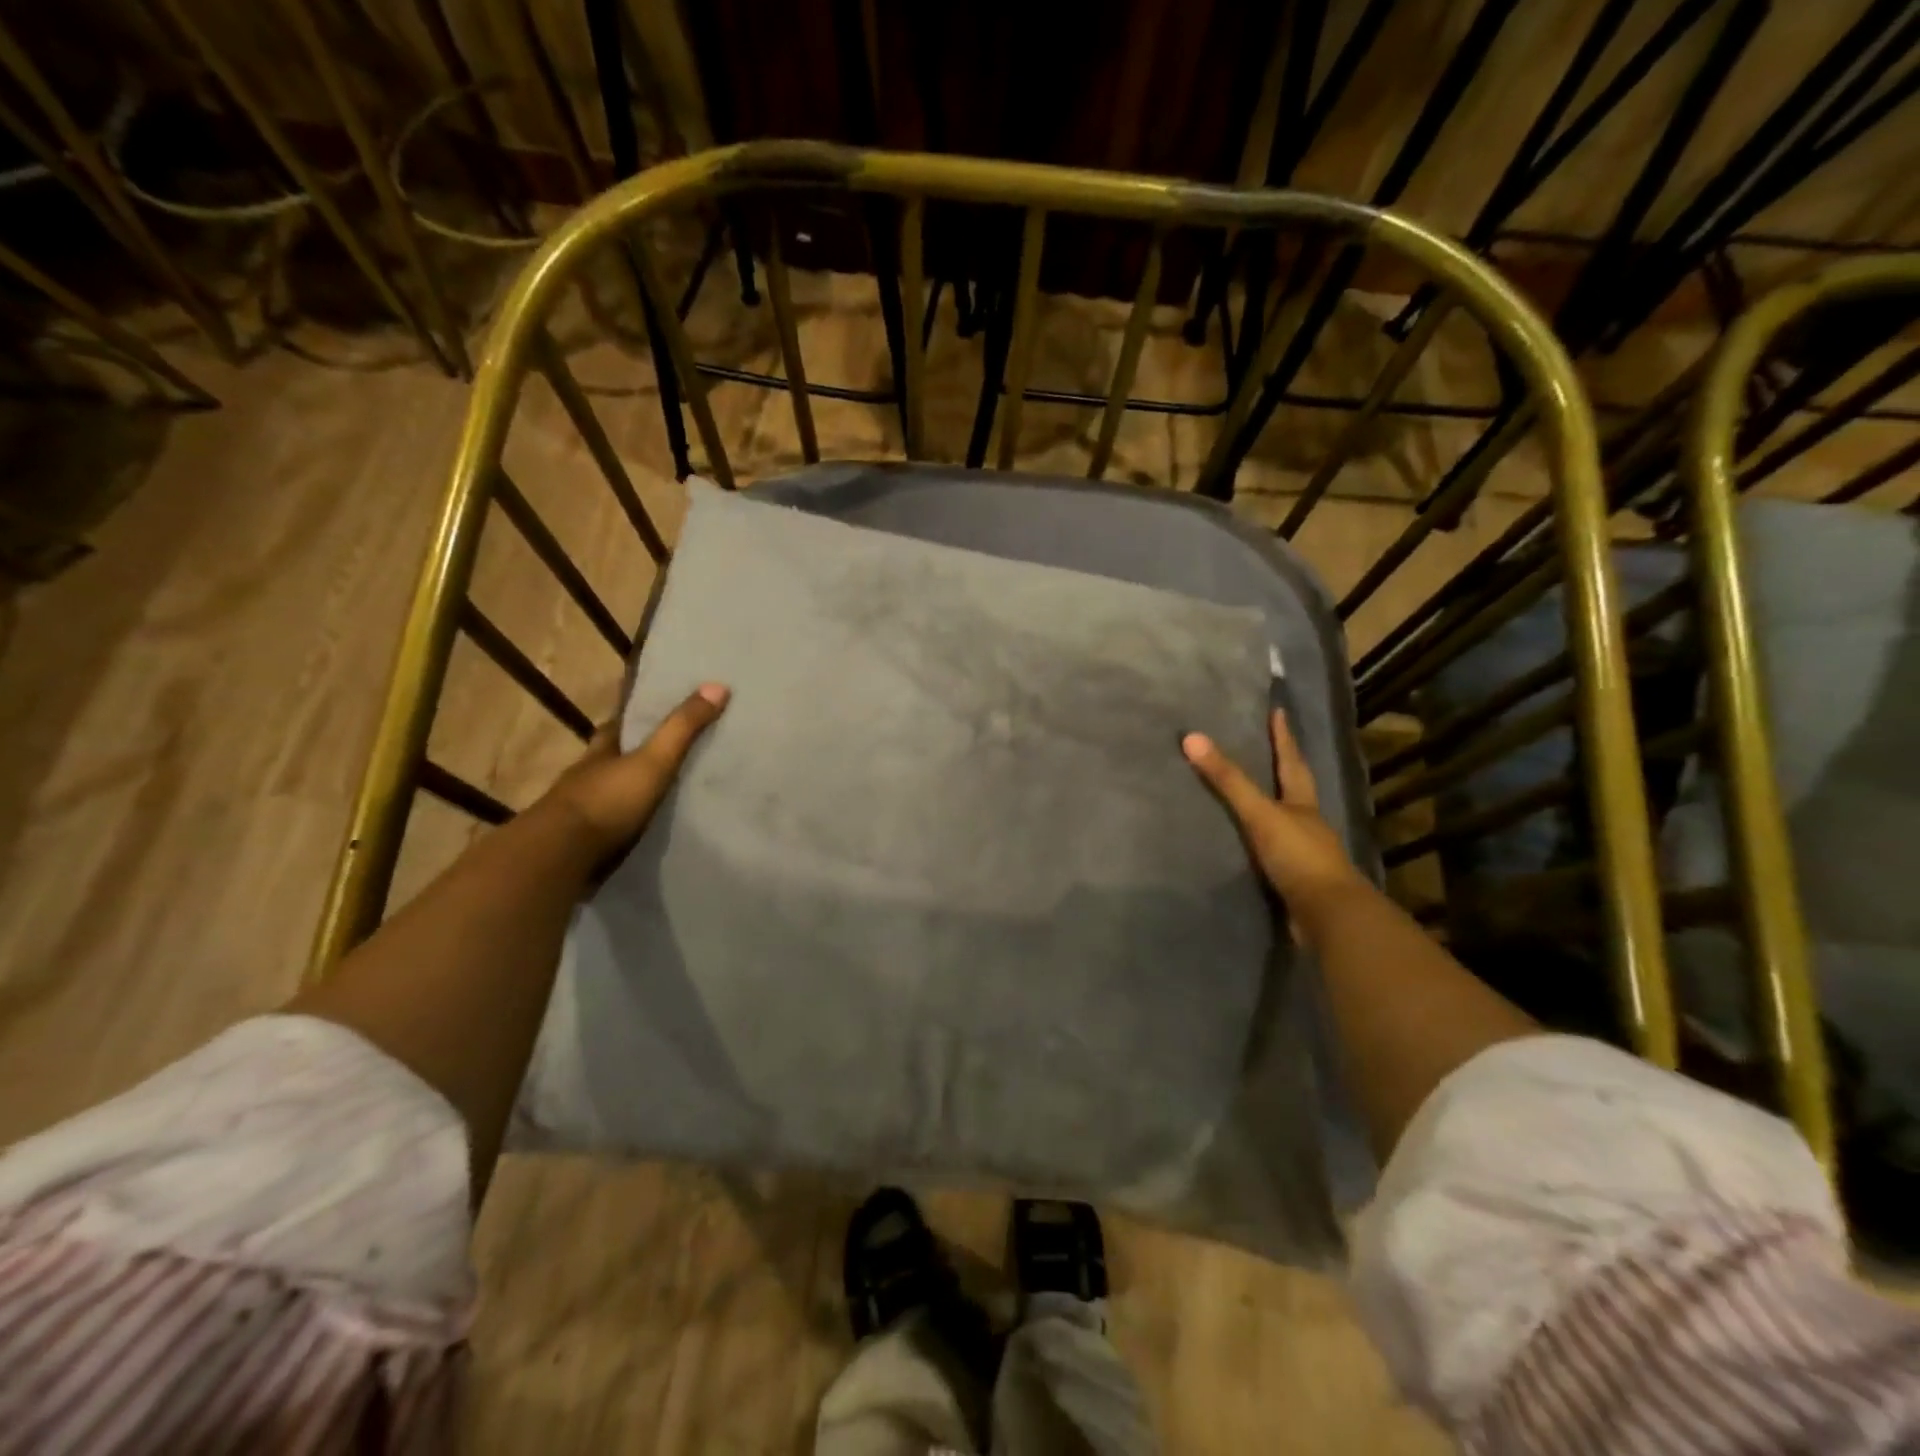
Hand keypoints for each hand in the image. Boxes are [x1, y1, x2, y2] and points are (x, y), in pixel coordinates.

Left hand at [542, 683, 729, 857]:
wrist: (562, 857)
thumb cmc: (607, 800)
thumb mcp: (654, 760)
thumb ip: (682, 728)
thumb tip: (718, 685)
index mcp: (601, 750)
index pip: (618, 724)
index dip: (636, 716)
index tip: (658, 710)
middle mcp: (588, 775)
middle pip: (614, 758)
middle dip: (635, 755)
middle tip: (671, 754)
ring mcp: (584, 811)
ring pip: (612, 792)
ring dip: (632, 791)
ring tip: (669, 794)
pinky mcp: (586, 842)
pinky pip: (614, 825)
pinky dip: (630, 823)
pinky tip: (650, 827)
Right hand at [1182, 709, 1367, 937]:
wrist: (1328, 915)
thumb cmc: (1298, 856)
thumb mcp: (1260, 813)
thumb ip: (1228, 780)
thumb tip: (1192, 738)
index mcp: (1302, 803)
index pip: (1291, 761)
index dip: (1283, 737)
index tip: (1279, 712)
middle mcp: (1306, 824)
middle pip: (1294, 789)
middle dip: (1283, 769)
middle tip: (1266, 749)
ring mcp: (1303, 853)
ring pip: (1285, 821)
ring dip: (1272, 807)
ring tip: (1251, 795)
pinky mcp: (1294, 879)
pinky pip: (1274, 852)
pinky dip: (1261, 843)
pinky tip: (1247, 845)